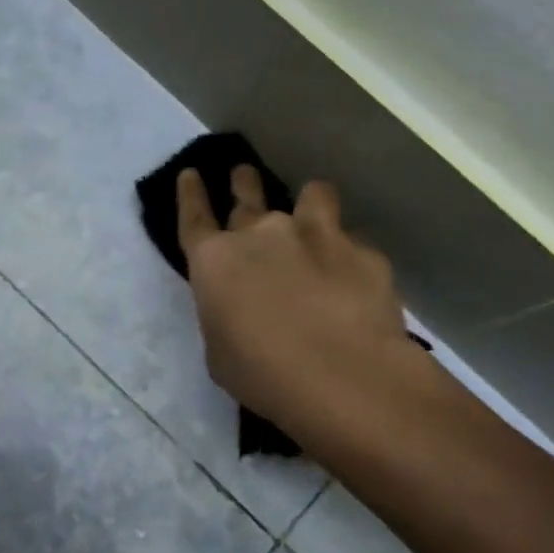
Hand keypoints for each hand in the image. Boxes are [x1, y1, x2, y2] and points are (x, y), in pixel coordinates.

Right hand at [176, 165, 429, 434]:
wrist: (343, 377)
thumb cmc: (262, 374)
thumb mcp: (220, 352)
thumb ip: (225, 315)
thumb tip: (240, 307)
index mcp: (215, 261)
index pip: (194, 216)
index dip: (190, 194)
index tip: (191, 175)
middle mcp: (262, 234)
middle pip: (247, 193)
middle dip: (243, 182)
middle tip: (244, 175)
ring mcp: (317, 235)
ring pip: (313, 194)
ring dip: (308, 203)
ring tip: (314, 213)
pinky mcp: (363, 251)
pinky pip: (353, 242)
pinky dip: (349, 254)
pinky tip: (355, 279)